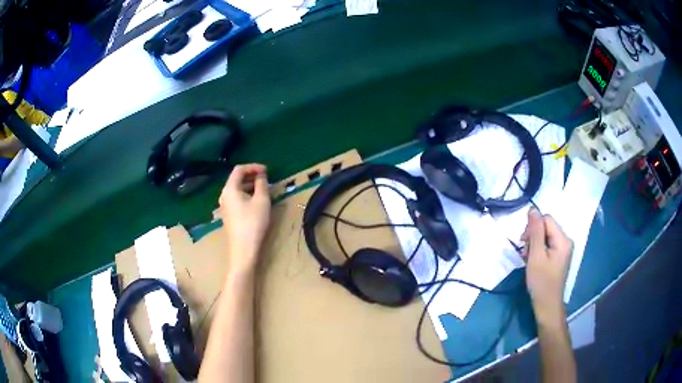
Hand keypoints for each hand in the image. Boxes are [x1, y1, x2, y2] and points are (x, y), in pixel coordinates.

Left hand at [219, 164, 270, 273]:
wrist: (244, 249)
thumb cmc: (253, 223)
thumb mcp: (262, 200)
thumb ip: (262, 184)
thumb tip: (261, 175)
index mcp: (230, 189)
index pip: (239, 169)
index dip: (253, 167)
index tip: (267, 170)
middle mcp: (224, 195)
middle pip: (236, 179)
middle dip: (252, 175)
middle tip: (267, 178)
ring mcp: (225, 206)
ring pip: (237, 189)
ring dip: (250, 185)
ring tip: (264, 189)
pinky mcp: (228, 215)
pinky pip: (237, 198)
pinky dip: (247, 194)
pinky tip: (257, 201)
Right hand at [521, 208, 572, 324]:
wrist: (547, 305)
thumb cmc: (541, 282)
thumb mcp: (536, 256)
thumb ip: (535, 232)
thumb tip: (532, 209)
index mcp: (563, 239)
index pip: (546, 219)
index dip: (533, 227)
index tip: (523, 243)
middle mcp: (566, 240)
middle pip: (546, 226)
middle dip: (533, 236)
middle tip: (525, 253)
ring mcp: (563, 249)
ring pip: (545, 235)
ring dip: (534, 244)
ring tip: (528, 259)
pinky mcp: (559, 256)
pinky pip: (547, 244)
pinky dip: (538, 250)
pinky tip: (533, 261)